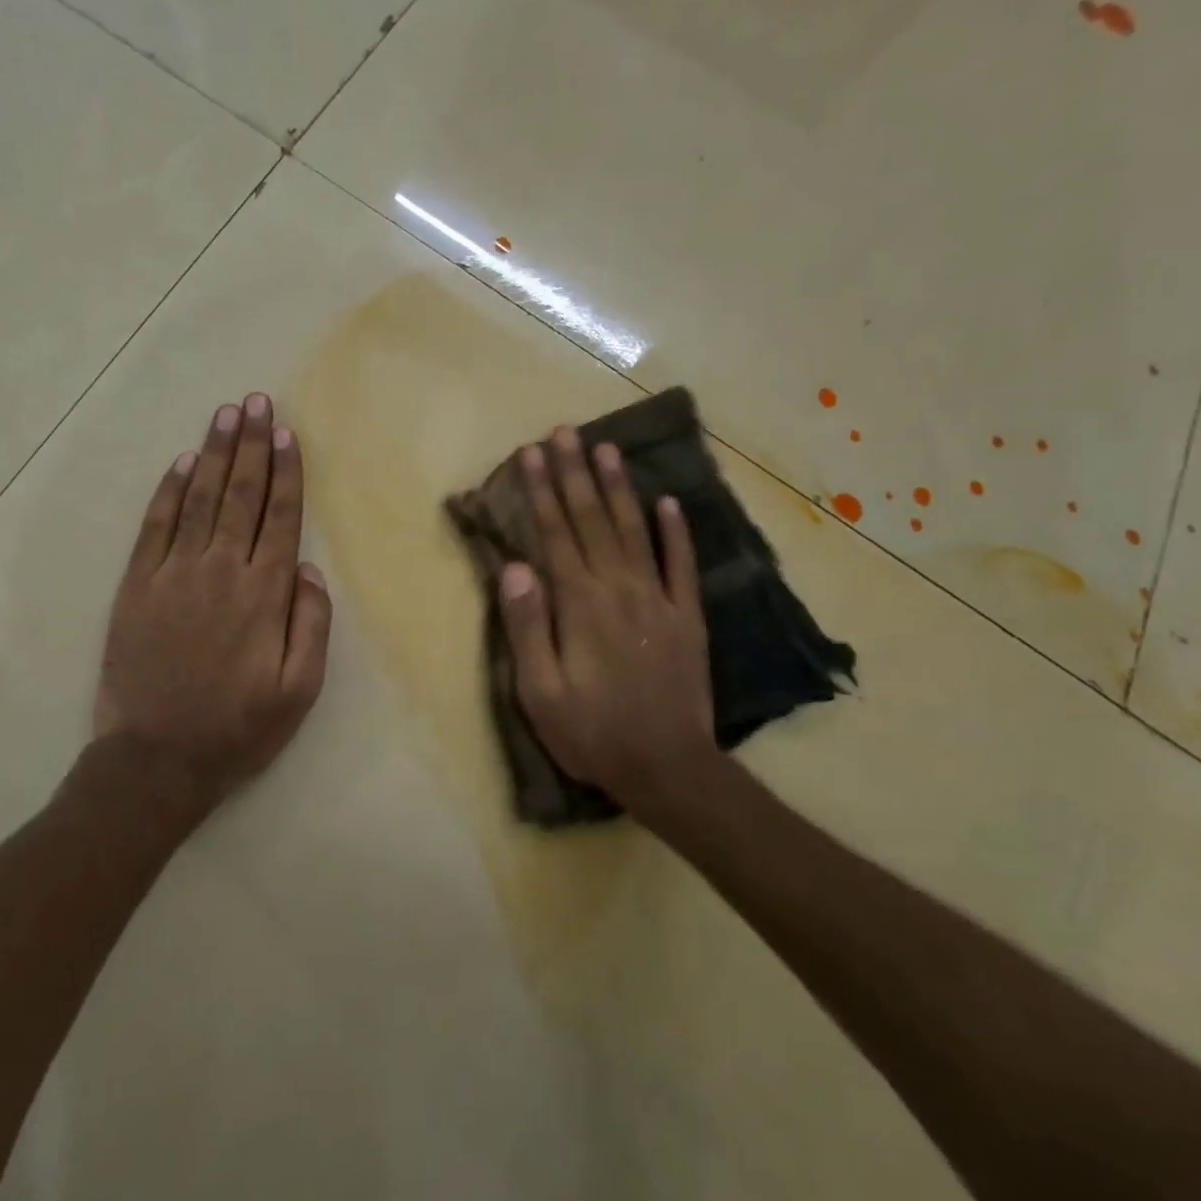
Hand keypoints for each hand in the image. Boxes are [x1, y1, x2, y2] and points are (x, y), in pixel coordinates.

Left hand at [93, 393, 331, 821]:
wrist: (157, 758)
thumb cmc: (238, 727)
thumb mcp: (299, 690)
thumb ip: (312, 624)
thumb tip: (309, 567)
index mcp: (264, 594)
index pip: (279, 518)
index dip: (286, 472)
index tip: (288, 433)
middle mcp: (220, 571)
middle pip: (241, 495)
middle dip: (252, 445)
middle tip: (256, 402)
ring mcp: (173, 574)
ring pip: (200, 499)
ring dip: (214, 454)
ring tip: (226, 415)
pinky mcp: (137, 586)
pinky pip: (155, 527)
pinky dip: (169, 492)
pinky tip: (182, 464)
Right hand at [498, 426, 715, 817]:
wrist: (667, 768)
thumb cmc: (591, 732)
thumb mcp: (539, 691)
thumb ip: (526, 625)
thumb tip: (514, 566)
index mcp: (579, 604)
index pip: (555, 534)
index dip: (541, 491)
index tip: (531, 454)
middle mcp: (619, 588)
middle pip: (592, 520)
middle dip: (575, 473)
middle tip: (564, 432)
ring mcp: (659, 599)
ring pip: (634, 530)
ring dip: (618, 487)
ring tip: (606, 448)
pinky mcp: (687, 617)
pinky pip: (681, 563)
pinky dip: (675, 530)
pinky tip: (668, 501)